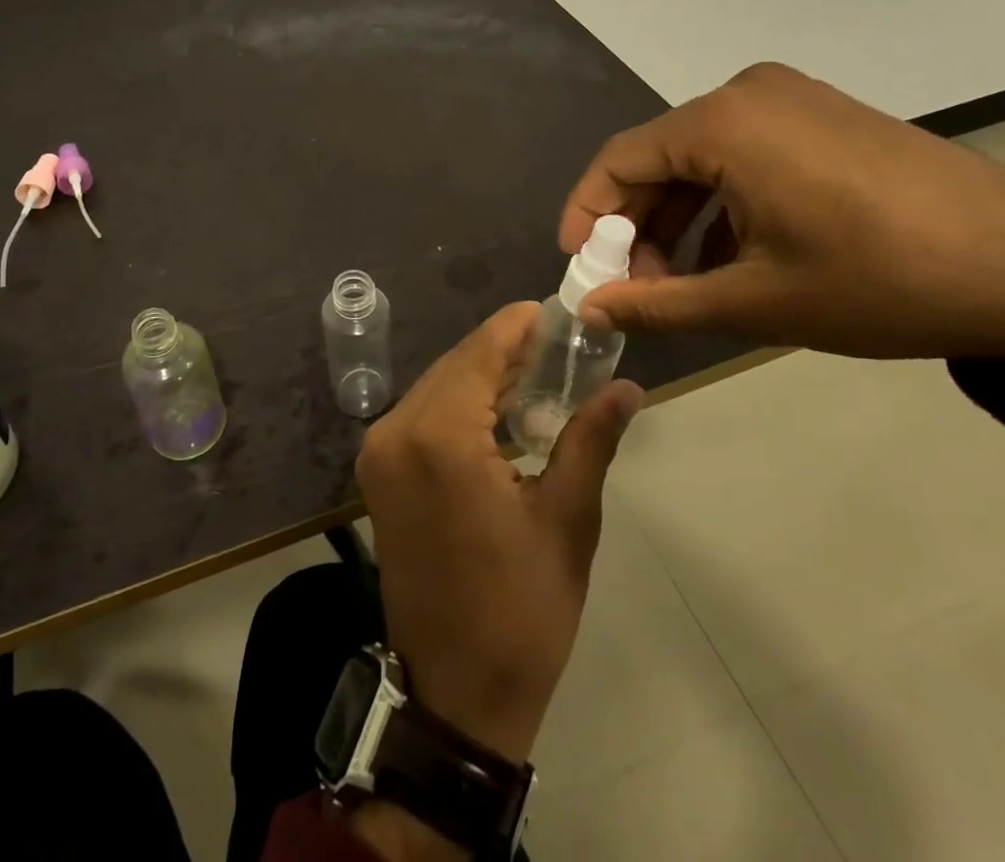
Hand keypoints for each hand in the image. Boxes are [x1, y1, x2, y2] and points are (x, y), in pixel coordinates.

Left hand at [355, 304, 643, 765]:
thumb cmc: (519, 611)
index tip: (557, 312)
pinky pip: (422, 413)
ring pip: (437, 384)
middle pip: (456, 363)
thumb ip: (590, 440)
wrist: (453, 693)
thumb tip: (627, 386)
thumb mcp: (566, 521)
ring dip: (483, 375)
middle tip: (561, 348)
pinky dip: (460, 403)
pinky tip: (500, 411)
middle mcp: (396, 428)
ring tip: (540, 375)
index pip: (481, 351)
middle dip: (506, 350)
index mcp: (440, 436)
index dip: (519, 325)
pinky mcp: (377, 470)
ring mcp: (379, 449)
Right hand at [561, 62, 1004, 375]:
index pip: (619, 160)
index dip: (586, 214)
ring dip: (679, 221)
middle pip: (659, 158)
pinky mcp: (825, 117)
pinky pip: (744, 155)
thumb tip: (588, 311)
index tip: (579, 267)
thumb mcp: (755, 302)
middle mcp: (749, 94)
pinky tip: (731, 258)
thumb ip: (656, 304)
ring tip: (679, 284)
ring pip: (701, 160)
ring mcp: (792, 101)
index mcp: (722, 122)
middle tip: (632, 287)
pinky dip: (722, 205)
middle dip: (636, 225)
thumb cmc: (882, 281)